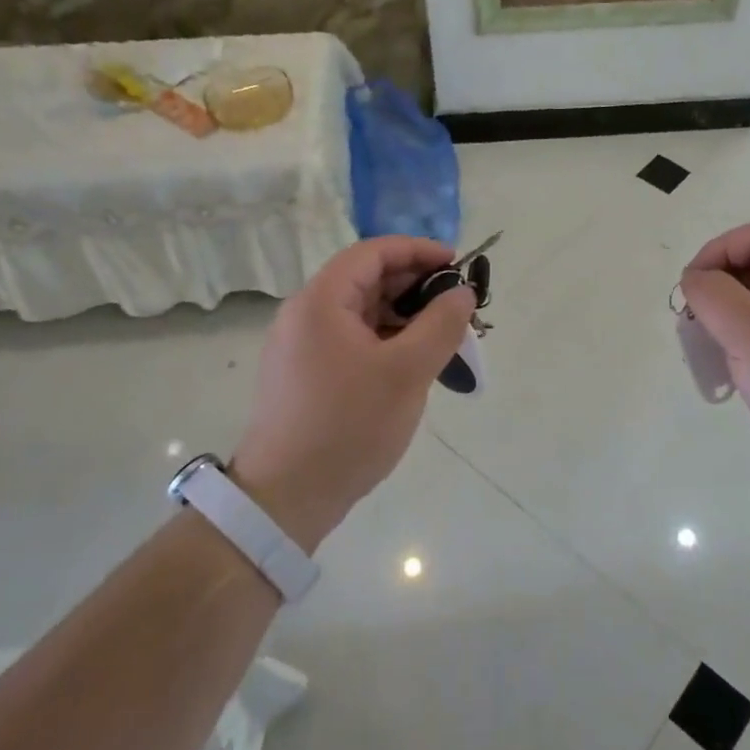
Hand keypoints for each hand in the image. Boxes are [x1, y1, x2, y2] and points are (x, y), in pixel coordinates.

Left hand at [234, 237, 473, 550]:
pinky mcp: (306, 374)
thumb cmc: (348, 426)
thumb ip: (441, 324)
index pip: (373, 252)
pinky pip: (353, 340)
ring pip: (362, 313)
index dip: (418, 251)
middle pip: (367, 280)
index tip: (458, 265)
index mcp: (321, 302)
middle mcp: (305, 315)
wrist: (286, 499)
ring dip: (404, 316)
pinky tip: (414, 363)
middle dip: (416, 286)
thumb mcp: (407, 372)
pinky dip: (386, 340)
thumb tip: (462, 292)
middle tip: (457, 307)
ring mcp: (302, 347)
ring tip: (443, 338)